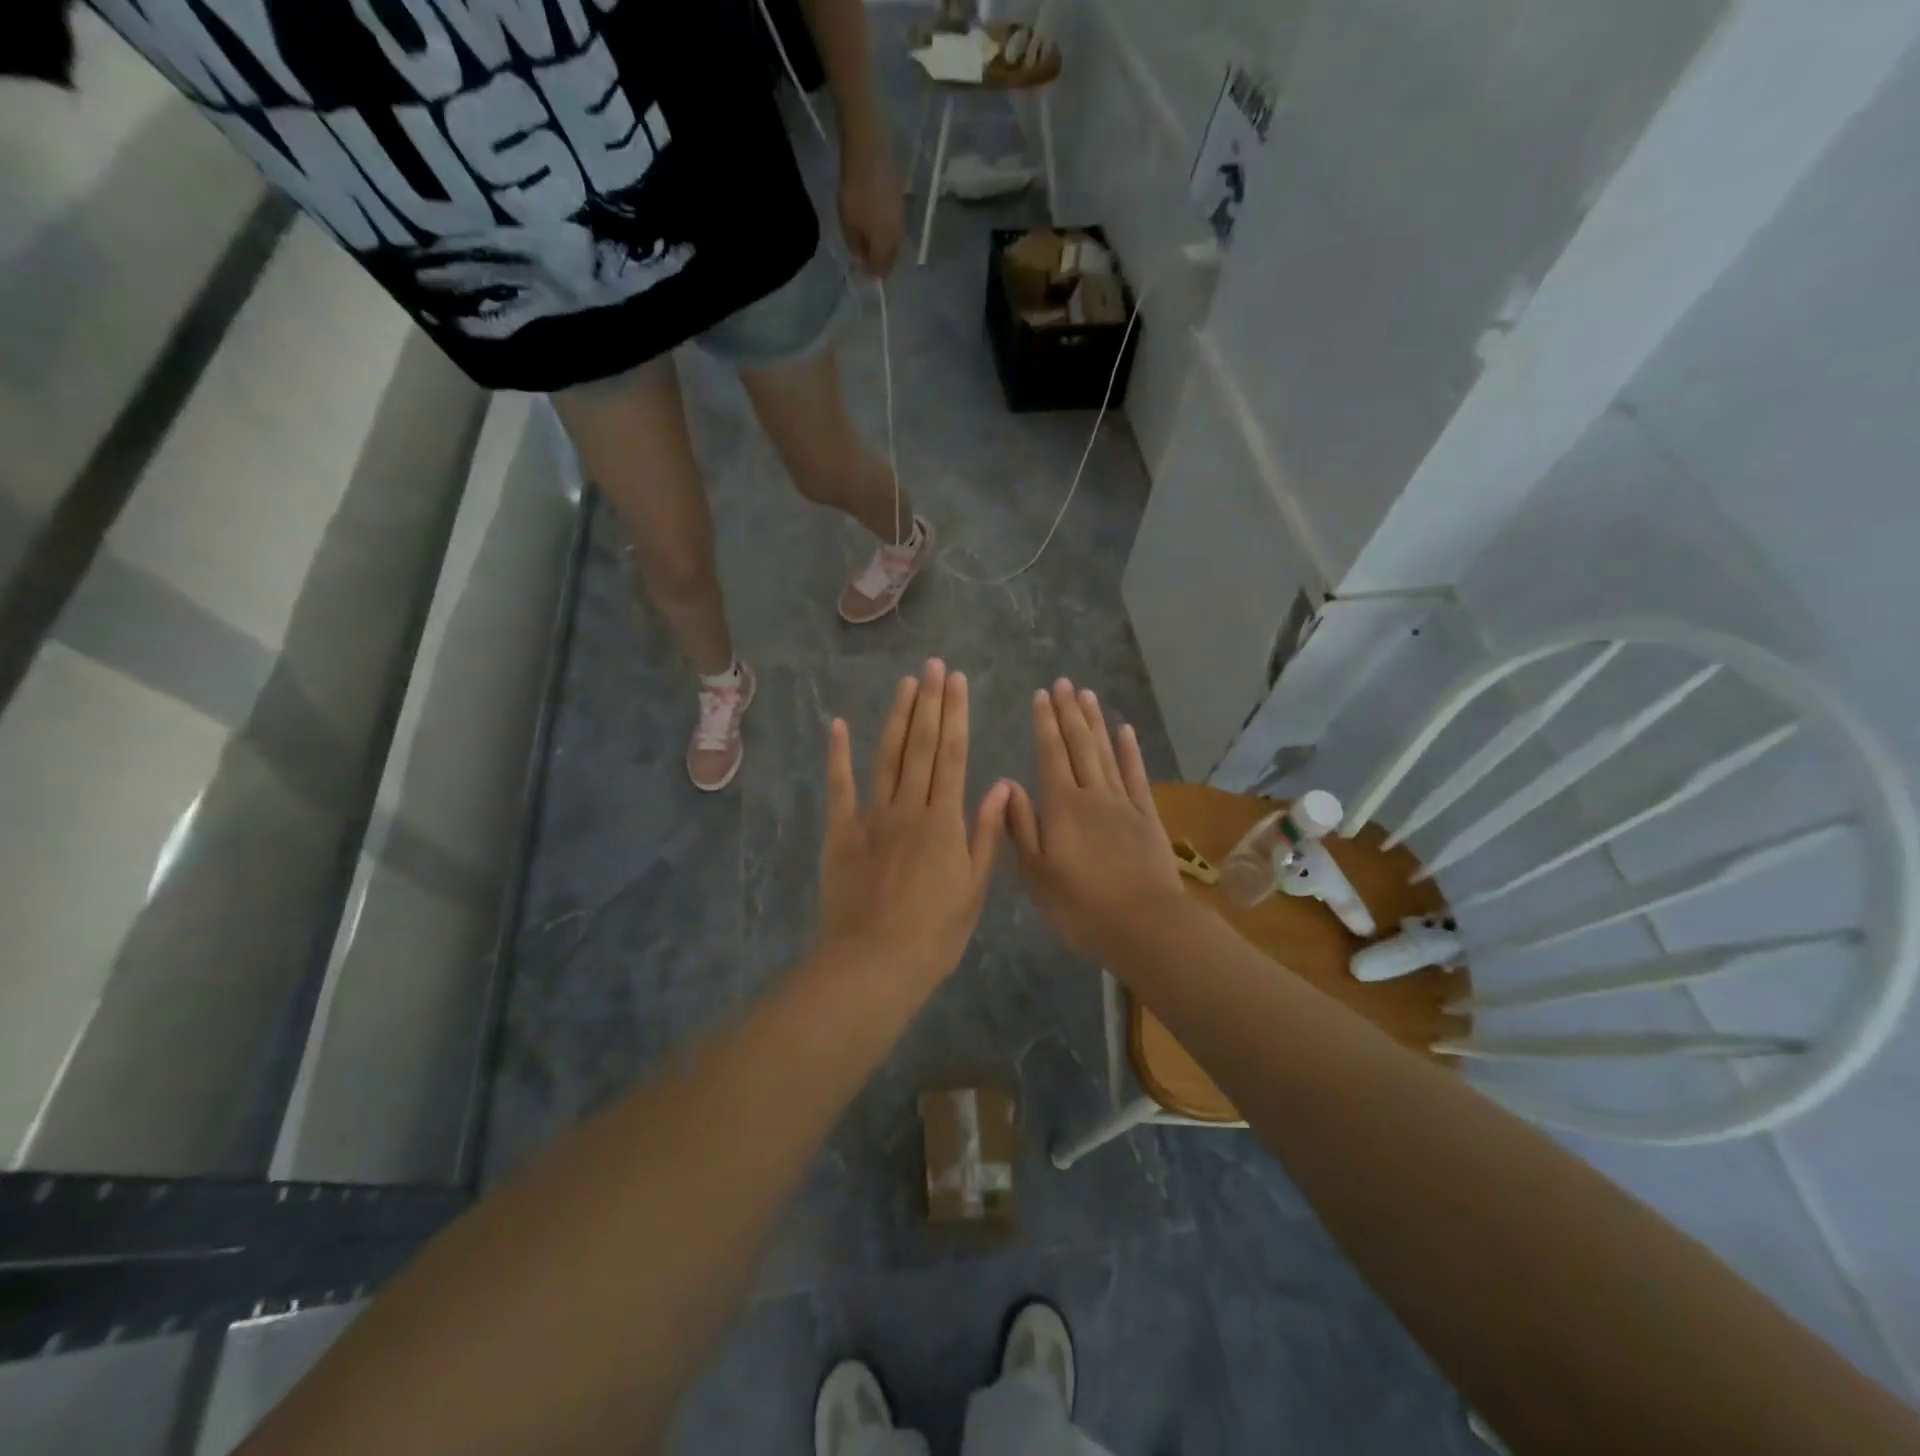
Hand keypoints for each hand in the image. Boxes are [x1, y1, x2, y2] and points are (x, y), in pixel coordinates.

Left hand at [818, 660, 1010, 983]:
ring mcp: (871, 817)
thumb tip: (999, 785)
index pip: (954, 755)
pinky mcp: (840, 832)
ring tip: (906, 683)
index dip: (956, 715)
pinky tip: (840, 724)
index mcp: (944, 820)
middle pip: (922, 746)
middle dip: (930, 703)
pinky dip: (839, 755)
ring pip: (887, 757)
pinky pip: (839, 787)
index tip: (958, 681)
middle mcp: (909, 807)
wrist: (874, 962)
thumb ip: (985, 833)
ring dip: (897, 717)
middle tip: (933, 665)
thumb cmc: (934, 933)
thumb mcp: (974, 888)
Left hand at [838, 135, 902, 275]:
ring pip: (893, 242)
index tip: (859, 268)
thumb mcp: (848, 224)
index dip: (870, 273)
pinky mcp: (901, 202)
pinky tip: (874, 222)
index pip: (881, 270)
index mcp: (886, 246)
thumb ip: (856, 246)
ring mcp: (901, 218)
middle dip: (878, 260)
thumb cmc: (855, 192)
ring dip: (882, 245)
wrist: (869, 152)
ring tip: (867, 238)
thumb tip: (862, 259)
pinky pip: (893, 225)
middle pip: (890, 258)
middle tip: (863, 255)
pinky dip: (884, 229)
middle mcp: (898, 237)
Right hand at [1007, 680, 1186, 962]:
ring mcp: (1123, 804)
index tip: (1040, 696)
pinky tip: (1125, 731)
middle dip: (1069, 712)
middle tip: (1063, 683)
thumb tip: (1009, 785)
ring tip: (1087, 695)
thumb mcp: (1036, 874)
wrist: (1143, 925)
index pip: (1050, 754)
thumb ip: (1021, 827)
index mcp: (1061, 807)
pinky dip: (1130, 752)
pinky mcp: (1147, 818)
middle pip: (1079, 745)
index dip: (1044, 724)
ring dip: (1095, 723)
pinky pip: (1136, 776)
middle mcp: (1092, 795)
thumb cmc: (1080, 906)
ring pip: (1106, 753)